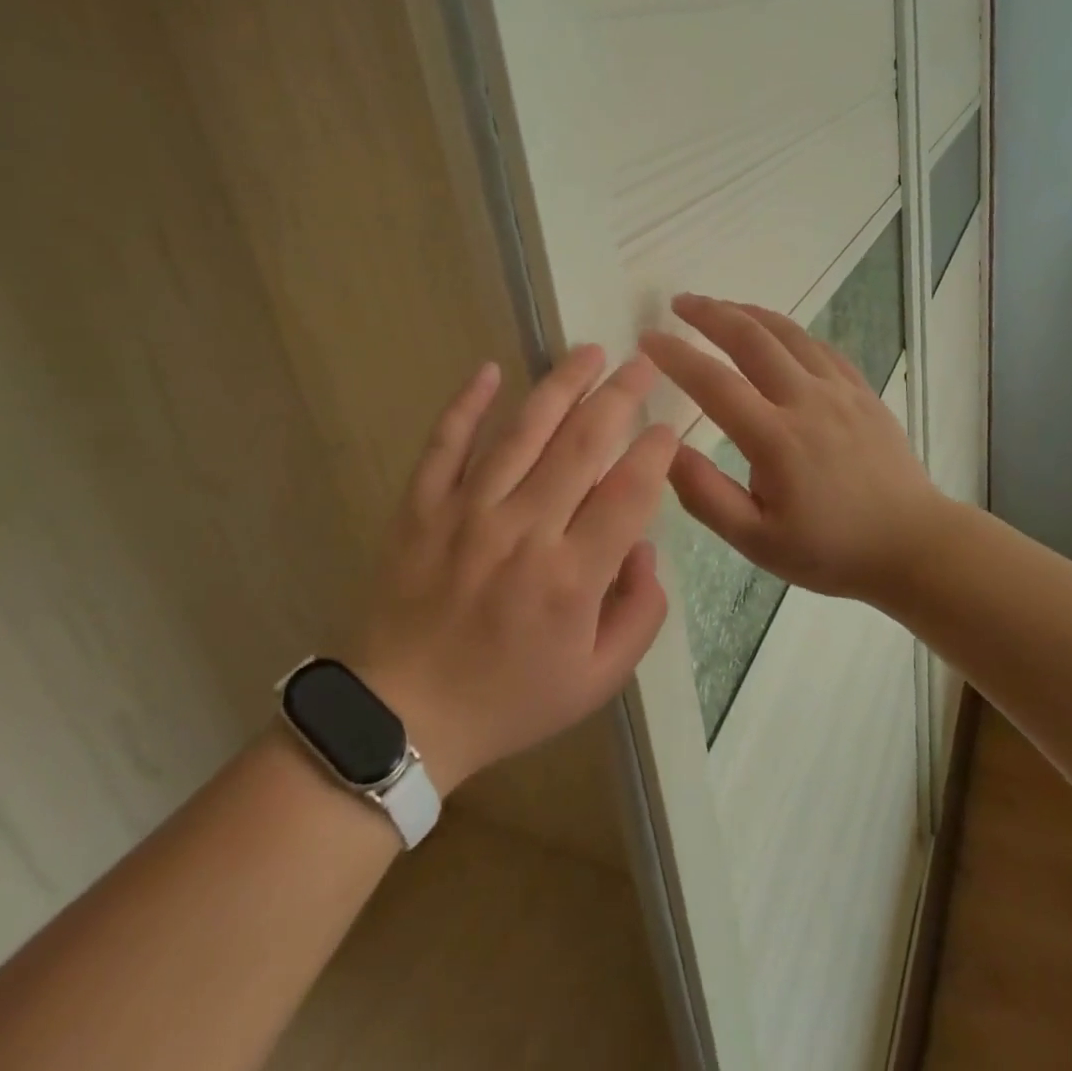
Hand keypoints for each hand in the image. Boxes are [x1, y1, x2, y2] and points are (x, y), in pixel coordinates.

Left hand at [353, 346, 677, 792]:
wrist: (401, 718)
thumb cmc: (508, 700)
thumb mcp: (597, 680)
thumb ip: (640, 613)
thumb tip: (644, 547)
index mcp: (571, 576)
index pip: (628, 492)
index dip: (656, 451)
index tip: (670, 427)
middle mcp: (523, 530)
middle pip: (582, 444)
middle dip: (620, 396)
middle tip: (643, 364)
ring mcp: (466, 512)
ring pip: (522, 431)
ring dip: (560, 385)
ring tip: (589, 352)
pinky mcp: (420, 507)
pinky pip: (445, 443)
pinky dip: (467, 404)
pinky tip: (490, 369)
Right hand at [639, 295, 944, 605]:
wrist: (913, 545)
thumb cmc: (830, 550)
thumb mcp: (757, 541)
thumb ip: (706, 496)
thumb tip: (667, 450)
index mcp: (776, 439)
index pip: (714, 383)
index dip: (676, 356)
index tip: (648, 338)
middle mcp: (807, 401)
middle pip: (752, 338)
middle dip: (710, 314)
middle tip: (679, 302)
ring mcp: (840, 391)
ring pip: (788, 333)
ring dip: (748, 313)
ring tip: (720, 306)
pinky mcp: (863, 391)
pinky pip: (820, 347)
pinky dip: (789, 331)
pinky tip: (776, 334)